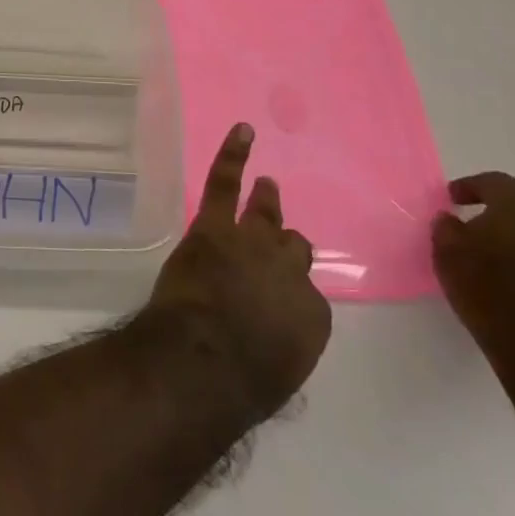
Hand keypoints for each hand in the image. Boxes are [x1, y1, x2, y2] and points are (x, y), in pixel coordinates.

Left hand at [144, 123, 332, 413]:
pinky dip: (233, 154)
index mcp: (311, 316)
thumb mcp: (275, 373)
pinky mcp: (215, 227)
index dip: (287, 295)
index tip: (273, 301)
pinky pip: (225, 182)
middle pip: (293, 250)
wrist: (204, 361)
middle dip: (284, 249)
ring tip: (266, 185)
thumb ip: (277, 345)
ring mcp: (252, 243)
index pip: (305, 296)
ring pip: (265, 214)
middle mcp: (290, 272)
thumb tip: (264, 337)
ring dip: (266, 201)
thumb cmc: (239, 384)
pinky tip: (242, 131)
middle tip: (277, 243)